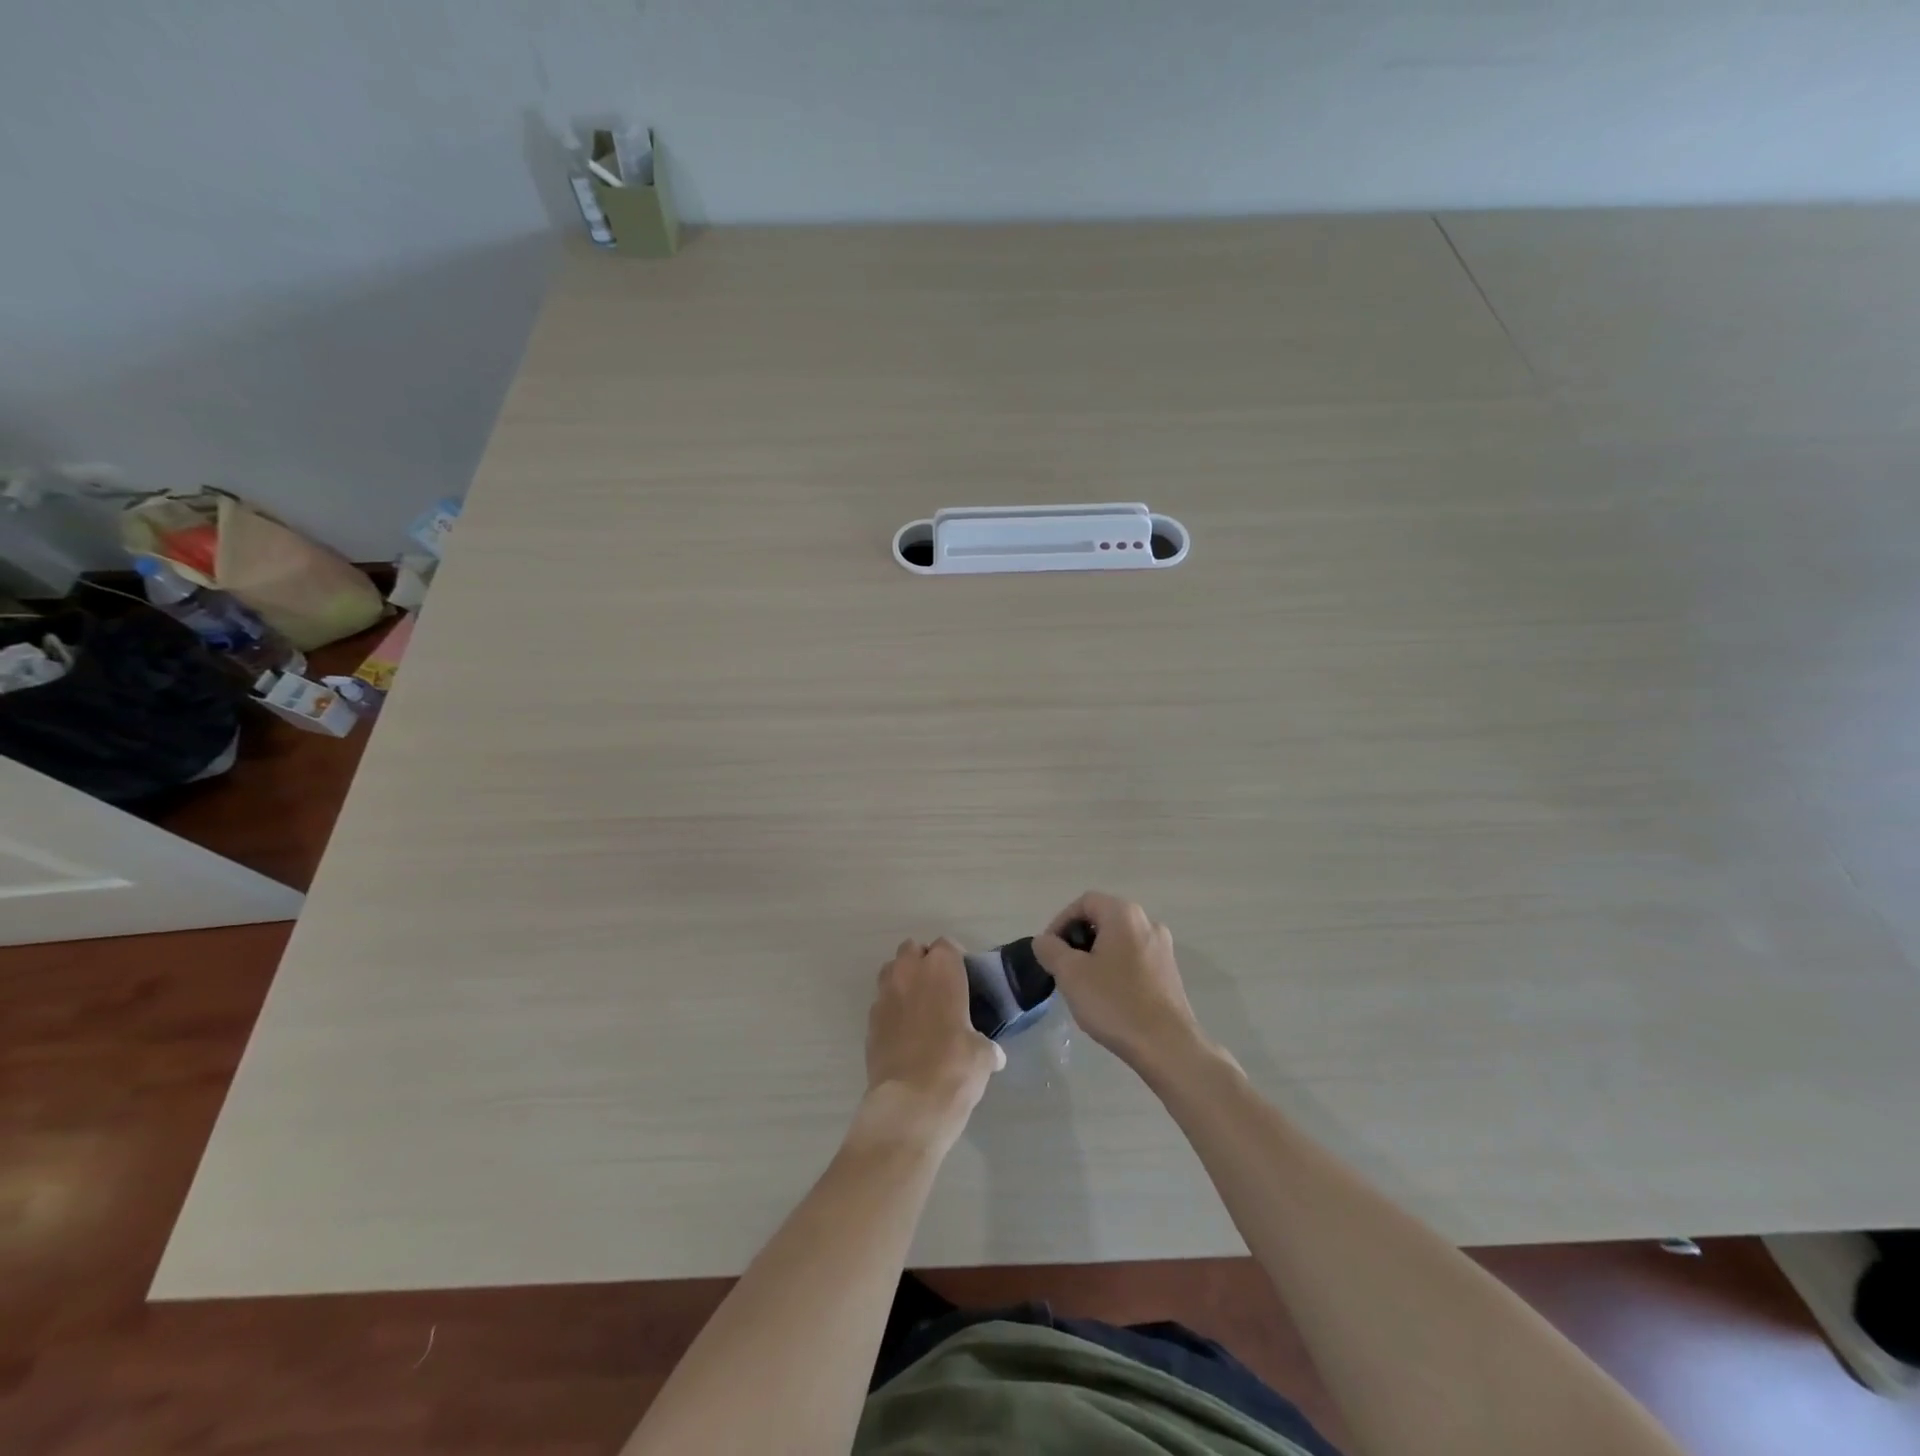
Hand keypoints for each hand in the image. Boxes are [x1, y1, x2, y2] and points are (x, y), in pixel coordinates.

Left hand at [860, 939, 1004, 1148]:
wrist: (910, 1104)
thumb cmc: (955, 1068)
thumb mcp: (983, 1055)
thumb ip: (985, 1045)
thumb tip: (993, 1055)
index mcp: (941, 970)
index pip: (946, 945)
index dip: (954, 959)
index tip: (963, 979)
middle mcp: (909, 973)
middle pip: (911, 949)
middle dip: (923, 962)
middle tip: (939, 989)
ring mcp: (884, 996)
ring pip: (890, 971)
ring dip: (903, 980)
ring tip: (918, 1007)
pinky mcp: (869, 1022)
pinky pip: (881, 1003)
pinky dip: (891, 1010)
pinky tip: (904, 1033)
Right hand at [1033, 892, 1210, 1075]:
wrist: (1167, 1046)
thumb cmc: (1115, 1003)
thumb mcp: (1071, 974)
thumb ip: (1050, 950)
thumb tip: (1044, 941)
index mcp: (1124, 914)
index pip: (1084, 902)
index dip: (1060, 921)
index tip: (1049, 950)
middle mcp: (1147, 922)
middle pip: (1103, 918)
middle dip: (1078, 939)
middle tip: (1062, 967)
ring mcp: (1163, 947)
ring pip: (1119, 939)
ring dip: (1096, 954)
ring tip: (1082, 983)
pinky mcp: (1170, 972)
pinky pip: (1134, 958)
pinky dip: (1115, 967)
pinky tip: (1107, 995)